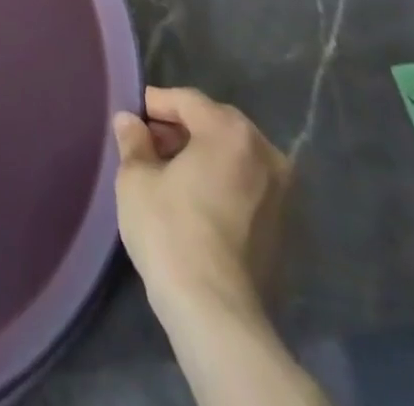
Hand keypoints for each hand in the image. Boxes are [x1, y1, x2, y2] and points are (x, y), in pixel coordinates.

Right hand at [112, 87, 289, 330]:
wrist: (216, 313)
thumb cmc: (171, 229)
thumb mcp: (136, 177)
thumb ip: (134, 140)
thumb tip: (130, 121)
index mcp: (230, 131)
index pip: (187, 100)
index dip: (155, 104)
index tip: (132, 119)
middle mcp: (264, 153)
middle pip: (215, 124)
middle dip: (180, 128)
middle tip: (148, 144)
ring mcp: (280, 193)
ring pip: (233, 155)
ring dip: (201, 155)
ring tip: (167, 172)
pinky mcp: (283, 227)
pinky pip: (245, 185)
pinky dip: (220, 181)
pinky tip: (193, 199)